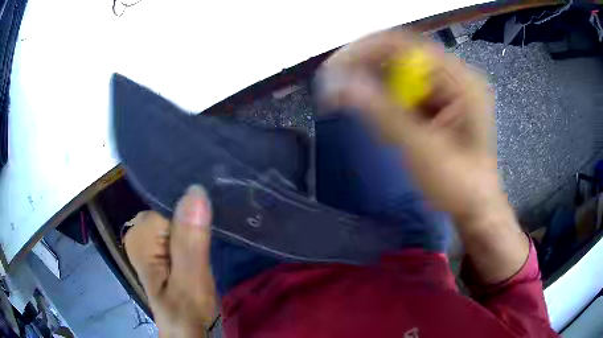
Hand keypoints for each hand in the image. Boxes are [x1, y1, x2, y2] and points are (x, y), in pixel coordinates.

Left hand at [124, 185, 216, 336]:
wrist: (182, 327)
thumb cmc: (185, 310)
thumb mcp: (190, 281)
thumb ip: (190, 242)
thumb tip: (196, 191)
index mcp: (140, 233)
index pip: (171, 202)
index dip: (193, 216)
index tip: (207, 233)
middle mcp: (139, 228)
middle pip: (174, 207)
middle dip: (193, 223)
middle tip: (204, 250)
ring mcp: (147, 235)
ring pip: (177, 215)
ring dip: (194, 229)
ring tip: (203, 250)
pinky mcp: (157, 243)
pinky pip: (178, 225)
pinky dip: (191, 233)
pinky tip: (197, 248)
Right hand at [318, 30, 527, 283]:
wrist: (475, 208)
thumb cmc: (458, 185)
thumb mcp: (422, 150)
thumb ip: (382, 113)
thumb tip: (338, 83)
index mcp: (461, 80)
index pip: (407, 45)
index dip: (367, 50)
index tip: (336, 68)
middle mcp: (455, 76)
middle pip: (402, 57)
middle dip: (366, 69)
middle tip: (336, 88)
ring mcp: (448, 89)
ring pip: (401, 73)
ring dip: (373, 85)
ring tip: (349, 101)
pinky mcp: (441, 103)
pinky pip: (406, 90)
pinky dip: (385, 99)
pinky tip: (375, 114)